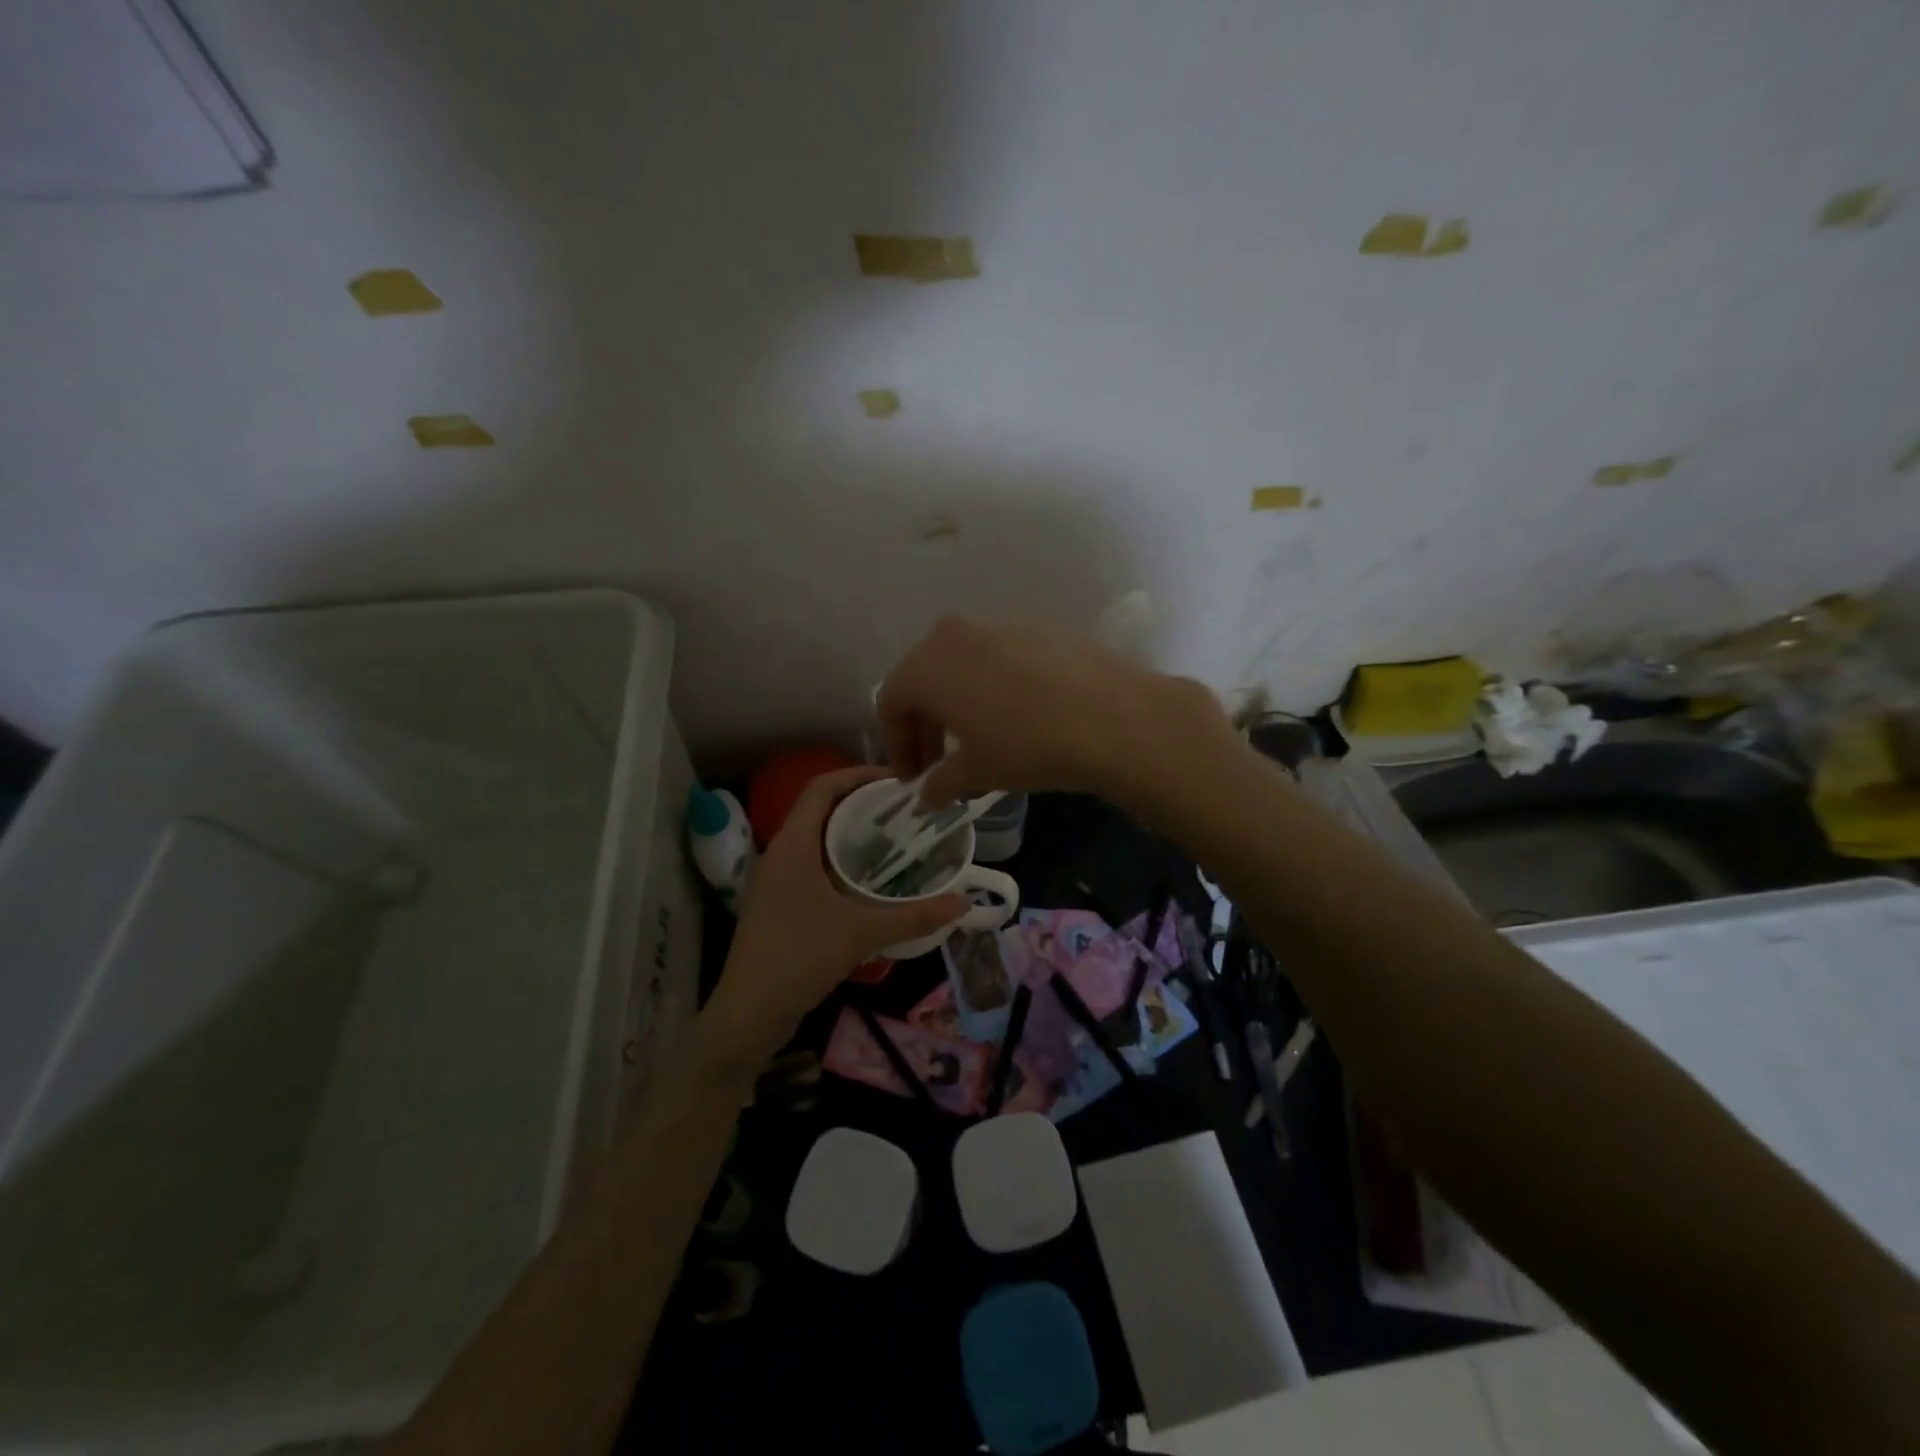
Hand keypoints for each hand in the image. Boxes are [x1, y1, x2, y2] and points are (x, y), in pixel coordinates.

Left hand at [698, 767, 965, 1069]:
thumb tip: (963, 902)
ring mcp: (775, 880)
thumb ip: (914, 916)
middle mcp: (779, 853)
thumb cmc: (799, 959)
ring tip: (894, 840)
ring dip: (850, 834)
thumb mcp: (862, 933)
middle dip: (861, 804)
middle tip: (904, 810)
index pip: (821, 787)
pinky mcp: (777, 903)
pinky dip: (840, 862)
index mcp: (792, 845)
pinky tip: (868, 883)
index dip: (857, 774)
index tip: (896, 780)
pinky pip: (811, 865)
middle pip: (820, 810)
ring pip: (816, 839)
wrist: (748, 1014)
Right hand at [876, 615, 1232, 805]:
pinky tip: (1016, 716)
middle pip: (923, 678)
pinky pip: (997, 656)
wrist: (1115, 717)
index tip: (913, 778)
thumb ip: (941, 782)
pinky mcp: (1036, 626)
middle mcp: (954, 633)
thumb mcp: (977, 771)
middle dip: (925, 723)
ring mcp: (998, 624)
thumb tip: (926, 795)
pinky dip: (991, 685)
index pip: (890, 703)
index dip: (897, 745)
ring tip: (977, 740)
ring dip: (958, 702)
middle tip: (938, 763)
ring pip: (960, 664)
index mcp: (926, 665)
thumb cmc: (1028, 746)